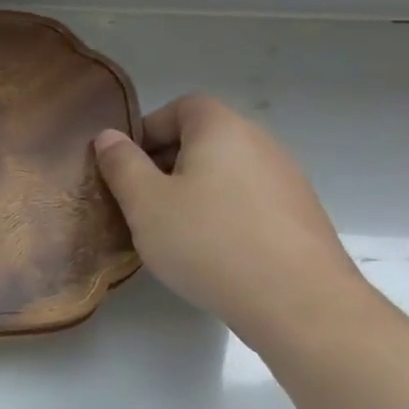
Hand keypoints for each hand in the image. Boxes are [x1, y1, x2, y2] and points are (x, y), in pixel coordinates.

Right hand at [94, 95, 364, 345]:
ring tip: (171, 229)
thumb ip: (122, 164)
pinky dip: (222, 212)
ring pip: (225, 171)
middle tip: (140, 200)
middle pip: (204, 138)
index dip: (148, 129)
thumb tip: (108, 136)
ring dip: (193, 190)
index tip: (126, 165)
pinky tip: (209, 250)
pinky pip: (247, 199)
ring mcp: (286, 180)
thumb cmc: (208, 241)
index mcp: (222, 129)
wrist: (298, 302)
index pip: (181, 106)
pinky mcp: (299, 215)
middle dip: (166, 162)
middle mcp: (260, 143)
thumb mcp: (145, 203)